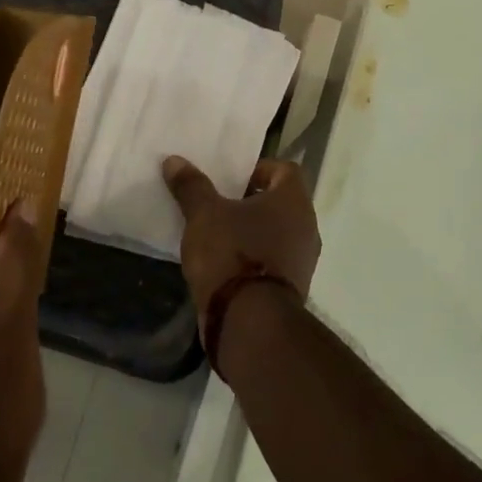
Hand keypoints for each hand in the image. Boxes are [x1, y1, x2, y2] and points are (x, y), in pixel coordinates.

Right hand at [162, 156, 321, 319]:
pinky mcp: (292, 287)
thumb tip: (175, 160)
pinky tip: (226, 265)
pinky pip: (273, 261)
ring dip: (253, 232)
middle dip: (251, 202)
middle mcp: (307, 227)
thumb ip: (191, 186)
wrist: (249, 321)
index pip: (284, 169)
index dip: (258, 169)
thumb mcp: (203, 215)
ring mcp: (303, 260)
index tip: (230, 179)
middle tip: (219, 204)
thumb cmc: (232, 254)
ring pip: (278, 233)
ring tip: (218, 235)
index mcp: (293, 201)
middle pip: (281, 203)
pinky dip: (254, 258)